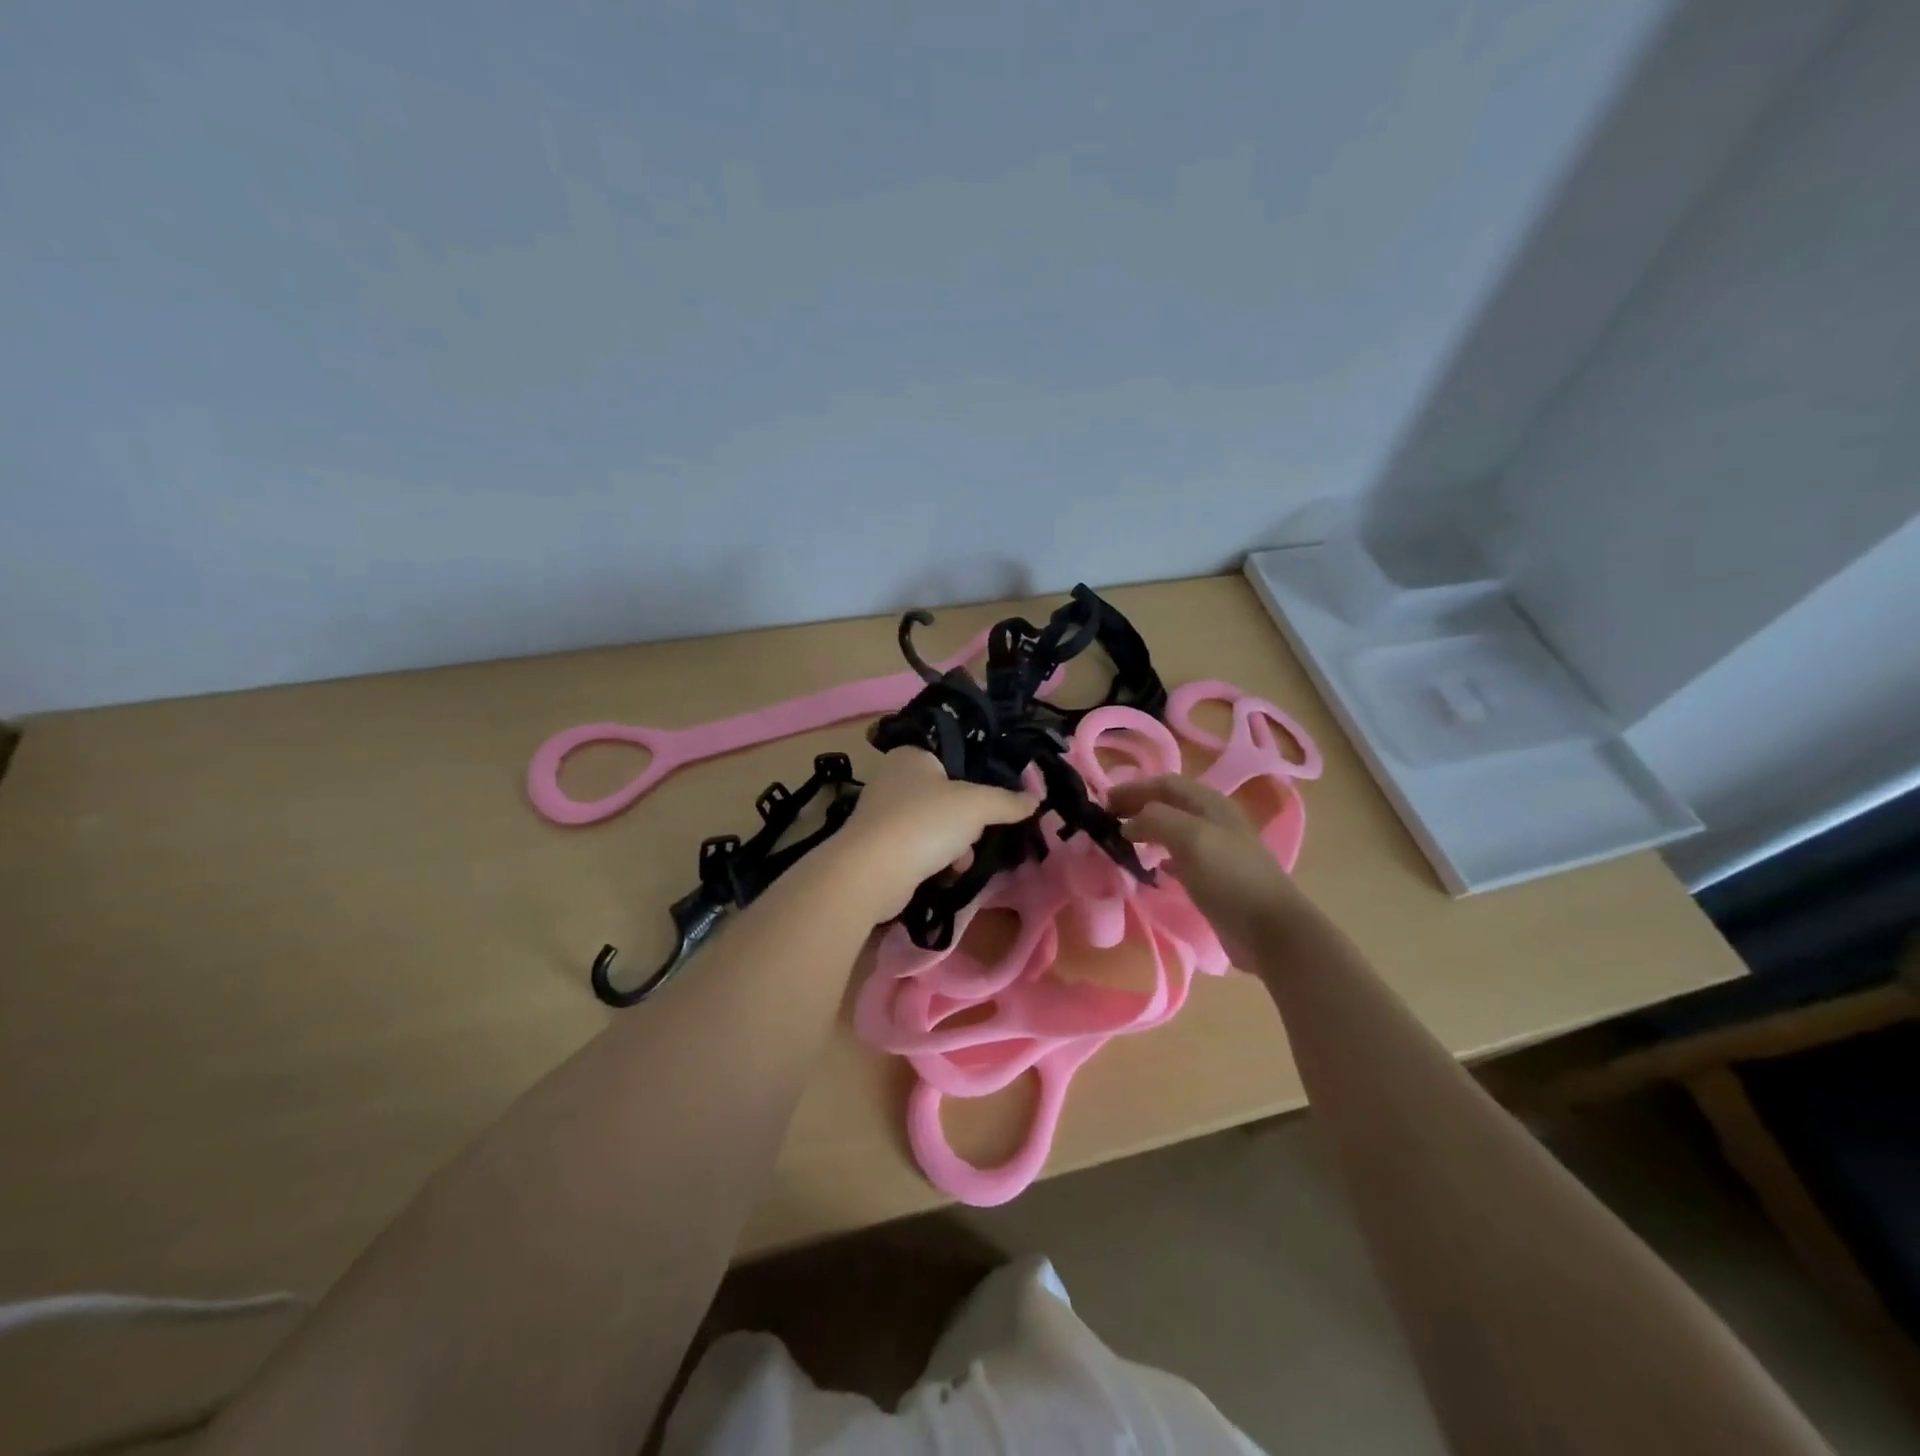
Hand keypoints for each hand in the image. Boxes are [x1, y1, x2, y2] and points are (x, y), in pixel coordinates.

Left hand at [831, 749, 1037, 921]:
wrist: (873, 872)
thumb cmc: (926, 822)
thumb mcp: (977, 805)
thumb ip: (1007, 801)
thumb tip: (1035, 798)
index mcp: (911, 755)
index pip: (953, 756)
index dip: (977, 775)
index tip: (996, 797)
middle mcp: (892, 778)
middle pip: (945, 793)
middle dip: (967, 817)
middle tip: (981, 830)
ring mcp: (882, 813)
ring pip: (933, 822)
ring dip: (954, 842)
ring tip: (964, 858)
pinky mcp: (878, 845)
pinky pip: (918, 846)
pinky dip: (934, 858)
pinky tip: (947, 872)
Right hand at [1107, 775, 1308, 965]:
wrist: (1270, 929)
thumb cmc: (1230, 877)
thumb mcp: (1190, 838)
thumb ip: (1156, 819)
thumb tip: (1128, 823)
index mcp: (1210, 803)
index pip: (1165, 783)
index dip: (1133, 788)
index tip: (1103, 802)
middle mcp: (1214, 820)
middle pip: (1170, 803)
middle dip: (1139, 805)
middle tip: (1108, 819)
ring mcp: (1217, 850)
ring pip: (1174, 829)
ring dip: (1148, 828)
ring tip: (1124, 839)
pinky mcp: (1215, 877)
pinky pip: (1181, 856)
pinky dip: (1161, 855)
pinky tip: (1153, 867)